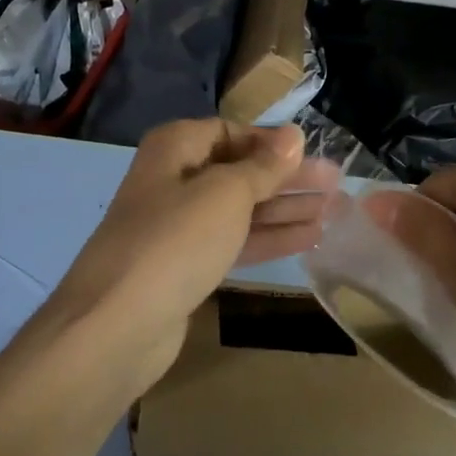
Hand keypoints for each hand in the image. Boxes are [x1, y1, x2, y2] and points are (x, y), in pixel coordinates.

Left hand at [39, 120, 341, 397]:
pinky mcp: (187, 267)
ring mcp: (179, 227)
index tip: (312, 154)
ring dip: (285, 210)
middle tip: (337, 185)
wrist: (119, 322)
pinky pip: (235, 243)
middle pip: (240, 172)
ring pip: (241, 210)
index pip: (230, 133)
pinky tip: (309, 240)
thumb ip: (264, 166)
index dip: (271, 143)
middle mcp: (174, 181)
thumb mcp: (226, 193)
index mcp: (175, 149)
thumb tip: (293, 135)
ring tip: (334, 212)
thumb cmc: (176, 240)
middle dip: (287, 179)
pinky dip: (269, 239)